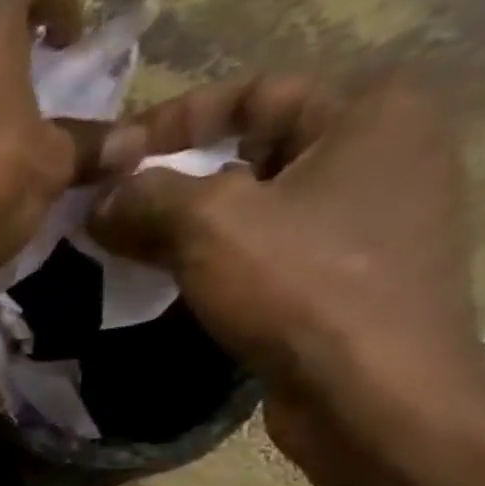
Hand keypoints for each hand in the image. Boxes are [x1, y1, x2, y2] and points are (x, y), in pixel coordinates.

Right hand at [87, 77, 484, 473]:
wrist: (372, 393)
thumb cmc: (301, 286)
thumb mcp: (209, 224)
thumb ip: (146, 196)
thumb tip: (100, 201)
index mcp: (373, 112)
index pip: (253, 92)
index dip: (172, 122)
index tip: (112, 162)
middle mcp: (384, 154)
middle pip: (252, 151)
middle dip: (174, 181)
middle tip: (112, 211)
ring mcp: (370, 223)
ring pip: (256, 208)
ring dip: (187, 226)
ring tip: (127, 250)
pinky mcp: (349, 280)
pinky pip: (269, 252)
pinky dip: (216, 262)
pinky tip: (171, 284)